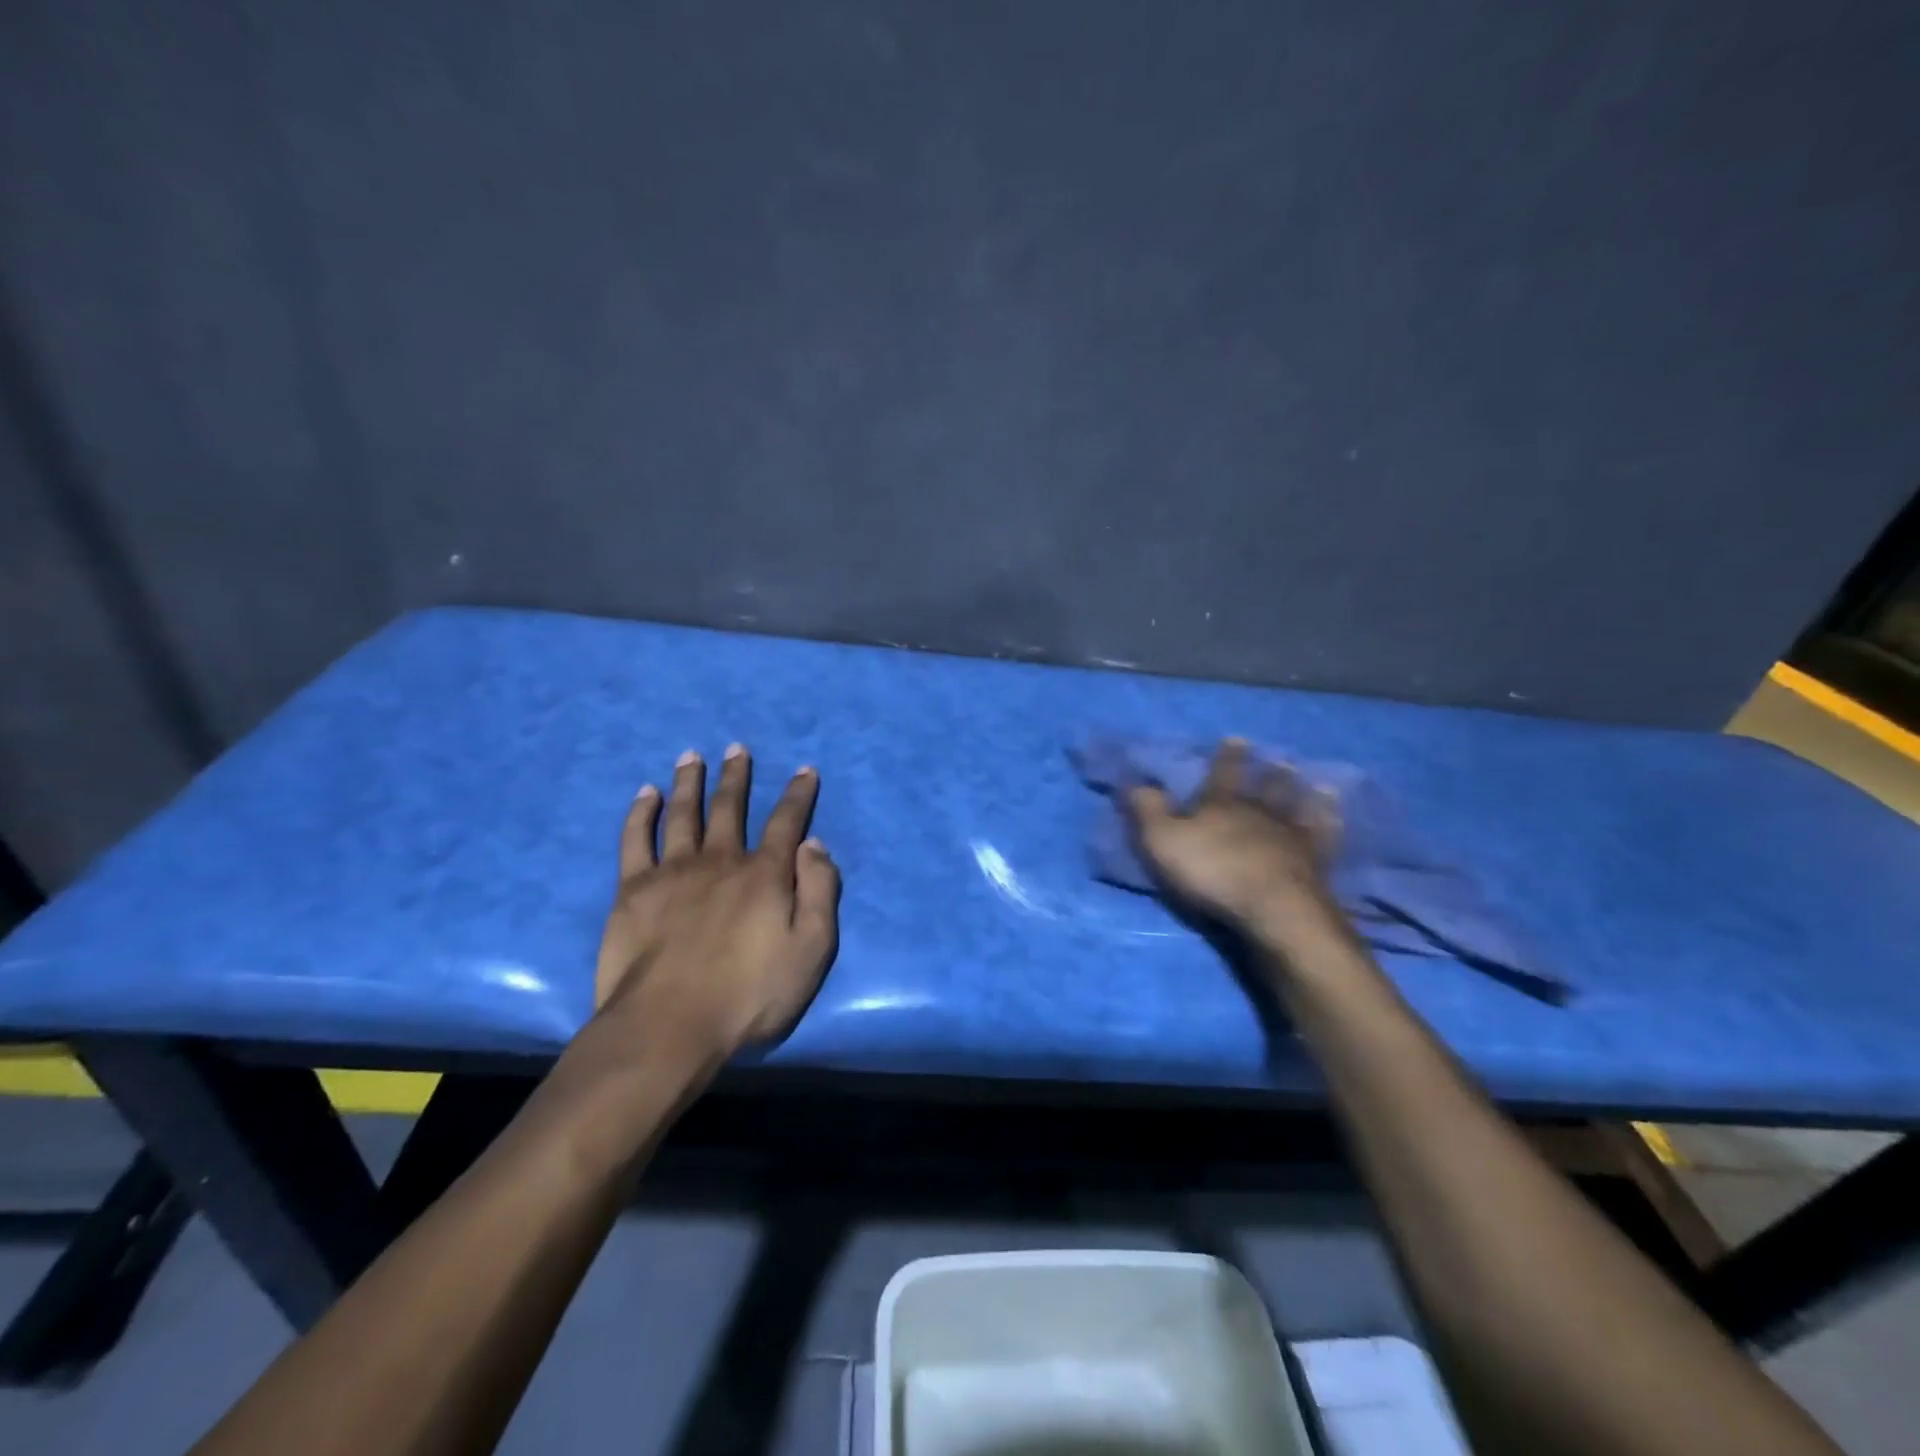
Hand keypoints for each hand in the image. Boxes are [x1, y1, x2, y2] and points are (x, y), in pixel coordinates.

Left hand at [595, 745, 839, 1057]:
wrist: (669, 1025)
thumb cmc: (749, 994)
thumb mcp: (811, 950)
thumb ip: (819, 892)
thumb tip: (814, 845)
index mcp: (765, 874)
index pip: (786, 822)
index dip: (797, 794)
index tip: (804, 770)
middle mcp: (721, 860)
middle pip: (730, 807)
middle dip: (737, 776)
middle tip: (737, 748)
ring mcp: (673, 871)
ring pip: (684, 813)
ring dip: (690, 782)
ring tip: (692, 756)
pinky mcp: (634, 889)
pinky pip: (636, 839)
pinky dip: (642, 813)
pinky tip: (646, 794)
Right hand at [1122, 739, 1344, 942]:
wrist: (1272, 908)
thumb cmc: (1212, 872)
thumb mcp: (1163, 841)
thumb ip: (1147, 811)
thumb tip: (1134, 780)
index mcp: (1222, 805)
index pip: (1223, 774)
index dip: (1227, 757)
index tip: (1236, 738)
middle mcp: (1260, 813)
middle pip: (1267, 788)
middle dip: (1270, 773)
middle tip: (1280, 758)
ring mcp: (1292, 836)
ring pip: (1298, 807)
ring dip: (1303, 794)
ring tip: (1314, 781)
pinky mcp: (1317, 862)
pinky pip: (1326, 837)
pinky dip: (1331, 823)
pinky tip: (1337, 815)